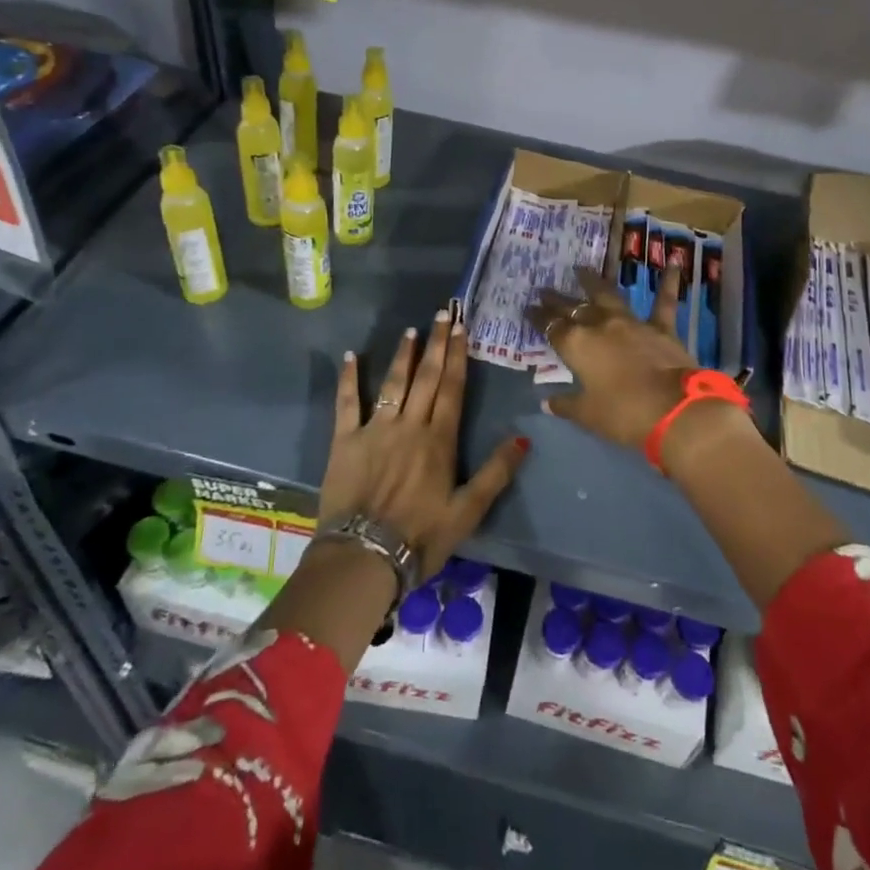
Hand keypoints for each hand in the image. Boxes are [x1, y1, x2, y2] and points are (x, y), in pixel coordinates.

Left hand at [317, 308, 527, 578]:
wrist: (365, 556)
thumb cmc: (421, 537)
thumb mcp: (468, 511)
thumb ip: (496, 473)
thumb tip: (524, 438)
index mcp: (439, 440)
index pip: (452, 388)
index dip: (458, 356)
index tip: (461, 328)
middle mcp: (410, 425)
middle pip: (426, 377)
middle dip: (436, 344)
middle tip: (442, 313)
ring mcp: (375, 429)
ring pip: (393, 382)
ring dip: (403, 354)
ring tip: (411, 330)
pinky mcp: (345, 440)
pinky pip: (347, 402)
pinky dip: (348, 378)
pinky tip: (350, 356)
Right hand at [526, 265, 696, 450]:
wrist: (674, 410)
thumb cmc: (623, 414)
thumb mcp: (588, 415)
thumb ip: (566, 405)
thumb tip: (547, 402)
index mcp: (577, 346)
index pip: (552, 328)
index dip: (539, 318)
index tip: (528, 308)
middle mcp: (600, 326)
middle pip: (574, 308)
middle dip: (558, 299)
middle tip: (545, 289)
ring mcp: (632, 323)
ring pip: (608, 296)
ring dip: (594, 282)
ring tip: (582, 269)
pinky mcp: (661, 328)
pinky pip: (663, 301)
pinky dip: (668, 282)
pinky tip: (672, 262)